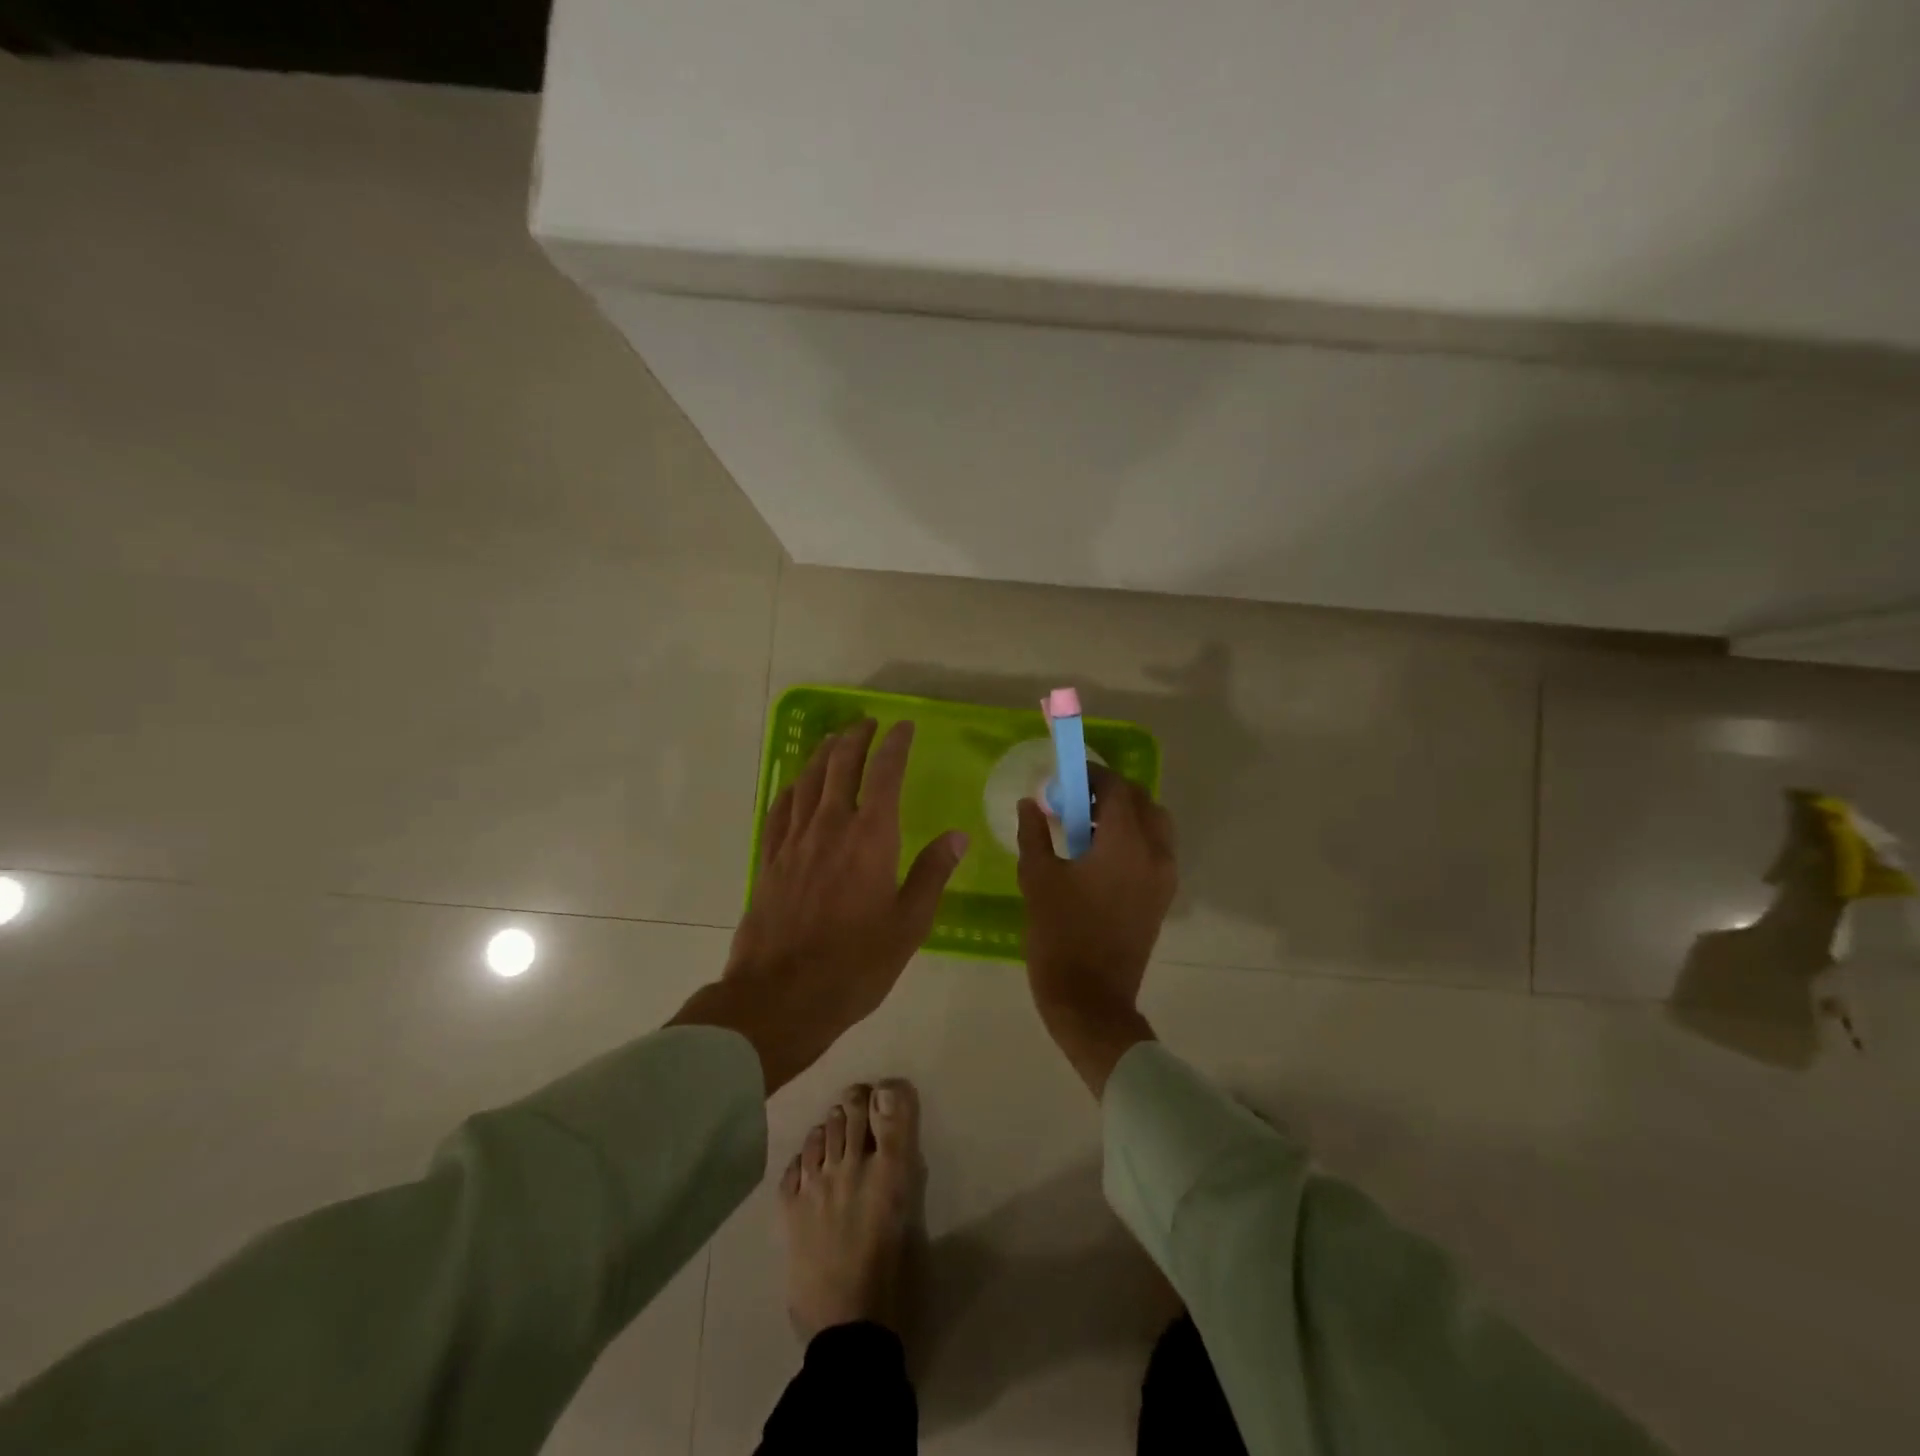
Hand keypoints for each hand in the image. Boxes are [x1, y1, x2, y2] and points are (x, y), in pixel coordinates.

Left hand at [672, 719, 967, 1091]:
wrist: (781, 996)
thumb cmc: (855, 965)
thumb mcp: (908, 925)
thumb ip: (931, 874)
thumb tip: (957, 835)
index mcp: (870, 838)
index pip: (884, 774)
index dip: (894, 745)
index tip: (902, 727)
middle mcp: (830, 827)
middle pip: (840, 766)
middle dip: (855, 738)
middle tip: (867, 723)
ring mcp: (794, 841)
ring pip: (807, 781)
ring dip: (823, 754)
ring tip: (834, 740)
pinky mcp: (769, 860)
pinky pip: (780, 809)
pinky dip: (792, 787)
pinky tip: (796, 785)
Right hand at [1017, 766, 1177, 1096]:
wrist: (1091, 999)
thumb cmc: (1060, 934)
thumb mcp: (1037, 878)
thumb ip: (1034, 833)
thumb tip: (1030, 803)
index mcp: (1126, 843)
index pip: (1117, 788)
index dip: (1092, 775)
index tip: (1065, 779)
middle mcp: (1155, 853)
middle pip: (1142, 801)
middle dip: (1110, 792)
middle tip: (1075, 801)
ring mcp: (1164, 878)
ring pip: (1155, 825)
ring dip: (1126, 815)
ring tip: (1088, 829)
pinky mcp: (1163, 898)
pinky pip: (1156, 851)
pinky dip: (1134, 839)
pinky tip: (1100, 857)